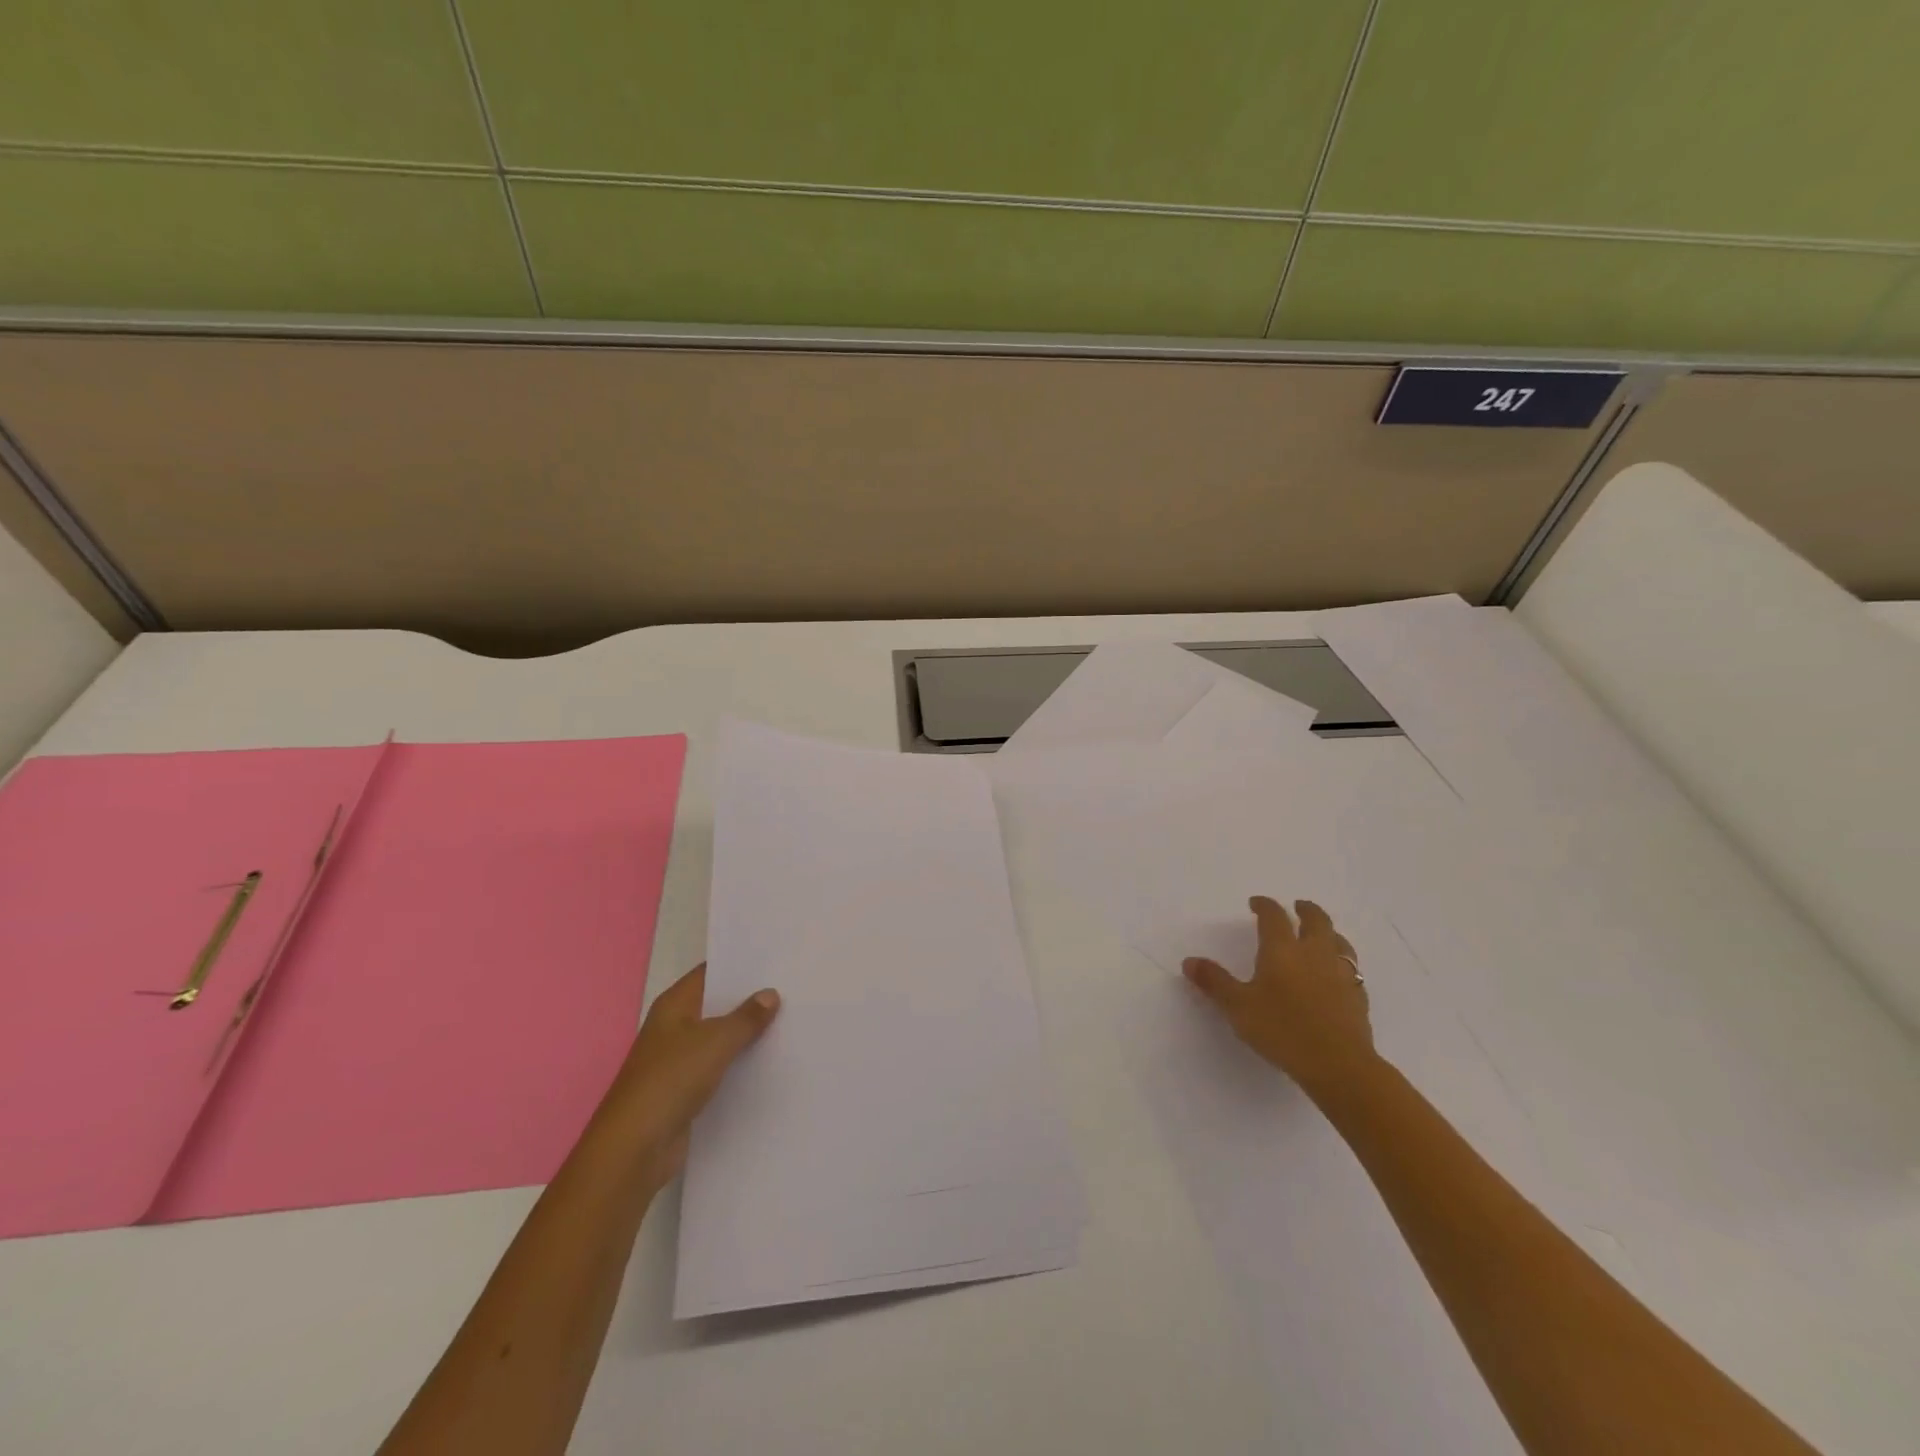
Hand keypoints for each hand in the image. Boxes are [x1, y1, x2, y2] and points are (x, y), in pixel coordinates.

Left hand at [596, 964, 779, 1191]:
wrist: (635, 1149)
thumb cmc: (671, 1080)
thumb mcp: (715, 1041)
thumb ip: (746, 1017)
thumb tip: (770, 994)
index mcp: (674, 1005)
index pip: (710, 973)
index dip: (740, 965)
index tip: (776, 960)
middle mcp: (675, 1027)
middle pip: (717, 1005)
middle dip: (750, 999)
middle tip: (792, 988)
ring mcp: (679, 1060)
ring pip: (720, 1038)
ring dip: (747, 1034)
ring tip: (791, 1020)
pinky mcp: (686, 1090)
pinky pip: (720, 1067)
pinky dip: (740, 1064)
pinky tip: (771, 1061)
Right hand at [1183, 896, 1375, 1097]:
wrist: (1339, 1065)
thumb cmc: (1282, 1029)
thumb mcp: (1238, 1007)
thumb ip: (1215, 982)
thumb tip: (1189, 961)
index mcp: (1283, 950)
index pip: (1274, 916)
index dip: (1265, 905)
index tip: (1257, 903)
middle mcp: (1314, 953)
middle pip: (1316, 920)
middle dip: (1305, 910)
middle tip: (1297, 906)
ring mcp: (1341, 974)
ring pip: (1339, 941)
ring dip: (1328, 932)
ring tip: (1321, 935)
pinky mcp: (1358, 996)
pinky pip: (1351, 968)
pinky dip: (1341, 962)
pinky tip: (1337, 973)